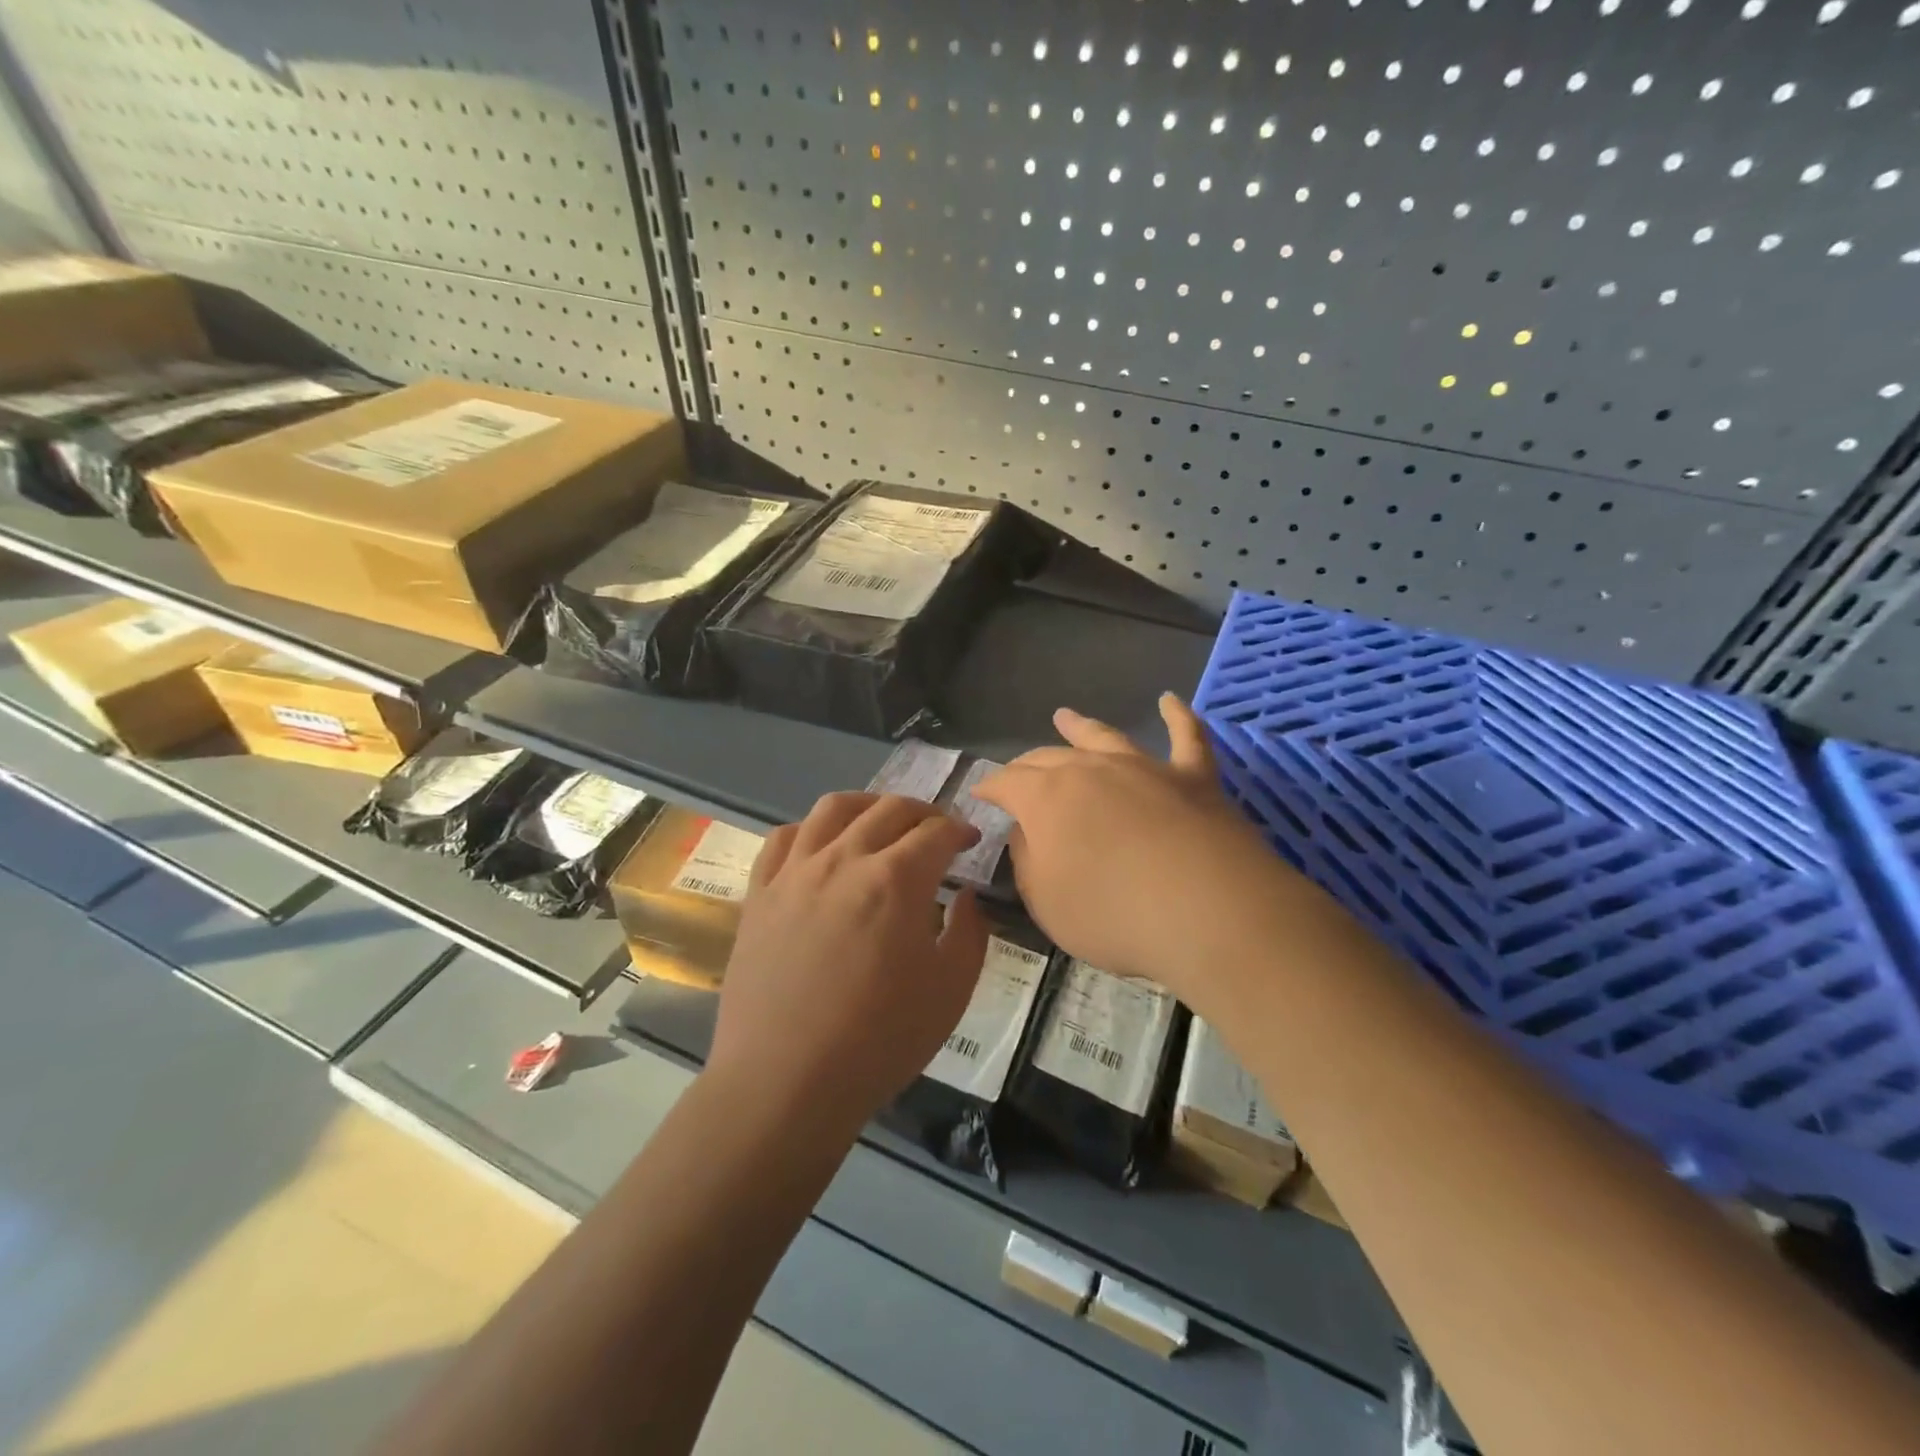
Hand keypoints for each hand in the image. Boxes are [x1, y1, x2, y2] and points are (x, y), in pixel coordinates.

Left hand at [707, 793, 990, 1134]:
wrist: (785, 1082)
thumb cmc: (879, 1041)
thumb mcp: (950, 993)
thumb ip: (969, 933)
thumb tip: (965, 896)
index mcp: (896, 880)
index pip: (936, 832)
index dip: (960, 831)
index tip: (971, 842)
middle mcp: (844, 859)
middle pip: (889, 810)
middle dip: (923, 812)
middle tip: (936, 831)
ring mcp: (795, 872)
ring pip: (833, 809)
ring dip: (868, 805)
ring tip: (881, 820)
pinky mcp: (760, 893)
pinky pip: (783, 838)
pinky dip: (810, 830)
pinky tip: (821, 846)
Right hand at [973, 694, 1328, 1007]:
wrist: (1209, 911)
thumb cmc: (1114, 914)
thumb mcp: (1046, 902)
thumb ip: (1029, 862)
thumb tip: (1028, 832)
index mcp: (1046, 797)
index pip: (1007, 783)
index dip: (990, 787)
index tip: (979, 793)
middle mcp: (1091, 769)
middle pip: (1048, 758)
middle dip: (1026, 765)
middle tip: (1016, 774)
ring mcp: (1145, 768)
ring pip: (1104, 737)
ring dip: (1081, 727)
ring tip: (1064, 715)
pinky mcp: (1194, 778)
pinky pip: (1186, 737)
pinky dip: (1177, 716)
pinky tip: (1169, 700)